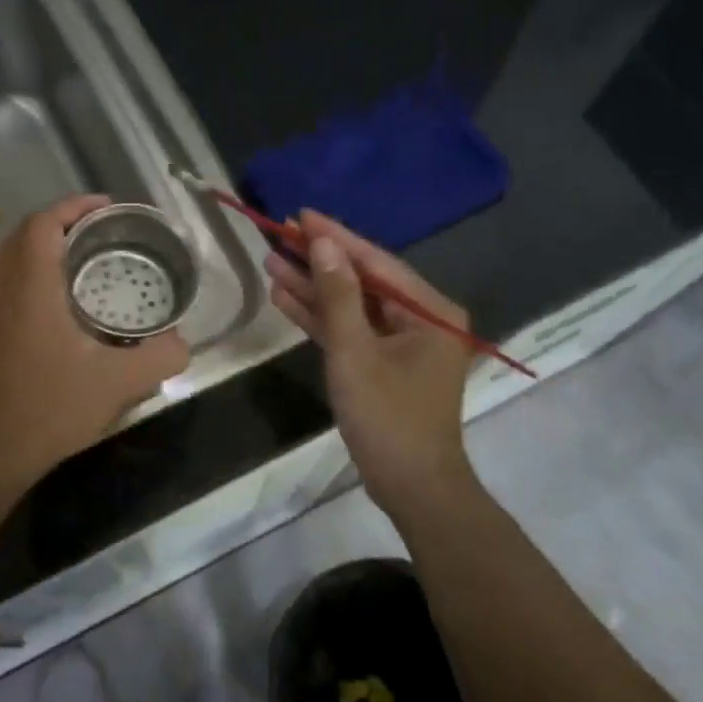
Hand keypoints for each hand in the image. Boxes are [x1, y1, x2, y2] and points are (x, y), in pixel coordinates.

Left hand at [0, 194, 189, 495]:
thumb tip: (181, 343)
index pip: (42, 224)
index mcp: (31, 289)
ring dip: (31, 246)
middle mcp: (2, 292)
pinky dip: (19, 274)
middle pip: (16, 234)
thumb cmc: (52, 409)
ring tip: (69, 260)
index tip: (106, 208)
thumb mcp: (119, 383)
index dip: (73, 206)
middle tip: (92, 234)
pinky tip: (47, 302)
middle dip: (55, 222)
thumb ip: (160, 356)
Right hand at [265, 210, 475, 515]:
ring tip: (272, 264)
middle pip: (363, 280)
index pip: (376, 261)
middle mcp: (422, 319)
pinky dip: (322, 319)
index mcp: (430, 311)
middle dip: (319, 262)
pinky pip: (352, 331)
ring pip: (352, 306)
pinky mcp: (384, 363)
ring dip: (314, 289)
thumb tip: (324, 244)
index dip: (335, 237)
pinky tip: (286, 299)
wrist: (411, 487)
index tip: (300, 214)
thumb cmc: (389, 418)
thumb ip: (339, 296)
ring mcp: (403, 343)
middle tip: (278, 236)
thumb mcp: (356, 353)